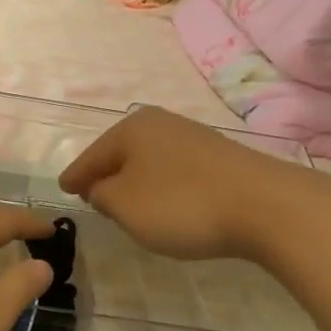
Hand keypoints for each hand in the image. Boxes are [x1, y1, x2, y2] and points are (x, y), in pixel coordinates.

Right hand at [58, 107, 314, 261]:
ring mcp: (194, 137)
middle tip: (92, 196)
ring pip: (150, 161)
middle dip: (107, 174)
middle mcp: (161, 123)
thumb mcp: (125, 206)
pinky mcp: (221, 157)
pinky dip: (164, 185)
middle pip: (122, 153)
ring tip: (129, 203)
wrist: (267, 206)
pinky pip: (176, 170)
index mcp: (131, 129)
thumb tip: (100, 188)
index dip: (76, 176)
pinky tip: (168, 203)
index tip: (63, 189)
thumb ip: (102, 195)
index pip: (91, 156)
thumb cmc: (181, 204)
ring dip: (137, 181)